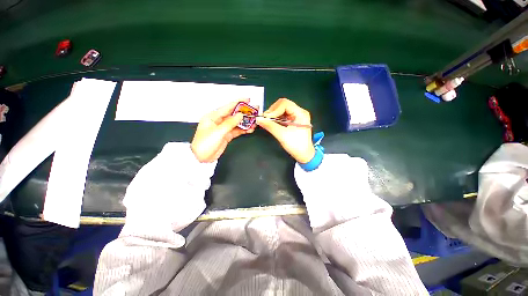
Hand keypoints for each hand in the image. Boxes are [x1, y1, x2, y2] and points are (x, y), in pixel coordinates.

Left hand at [191, 99, 254, 161]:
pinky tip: (249, 129)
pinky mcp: (227, 135)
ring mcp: (223, 129)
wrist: (201, 158)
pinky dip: (243, 129)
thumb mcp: (217, 132)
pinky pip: (237, 130)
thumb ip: (230, 123)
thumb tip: (240, 115)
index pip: (227, 107)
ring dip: (245, 122)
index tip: (247, 99)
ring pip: (236, 123)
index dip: (238, 103)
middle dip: (244, 112)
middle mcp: (218, 121)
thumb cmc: (204, 144)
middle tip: (253, 110)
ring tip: (254, 121)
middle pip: (233, 115)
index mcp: (213, 117)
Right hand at [256, 98, 314, 162]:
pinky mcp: (293, 121)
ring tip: (267, 121)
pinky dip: (276, 118)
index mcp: (300, 113)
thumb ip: (270, 126)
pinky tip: (271, 123)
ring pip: (282, 110)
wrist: (304, 155)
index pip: (285, 104)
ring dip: (273, 114)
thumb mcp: (282, 135)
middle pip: (283, 105)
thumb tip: (258, 119)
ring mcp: (296, 116)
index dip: (274, 109)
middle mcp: (299, 112)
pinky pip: (282, 115)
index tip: (266, 118)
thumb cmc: (296, 145)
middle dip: (273, 111)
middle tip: (265, 119)